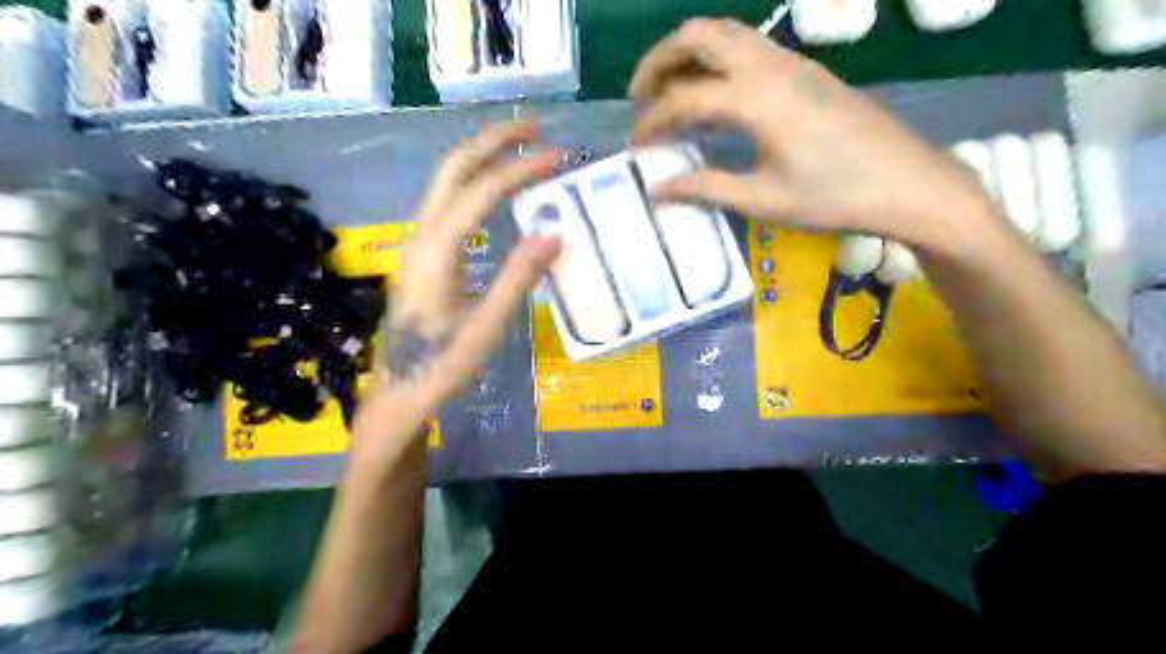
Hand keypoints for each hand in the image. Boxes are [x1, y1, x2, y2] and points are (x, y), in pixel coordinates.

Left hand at [351, 119, 559, 455]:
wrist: (399, 392)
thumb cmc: (444, 364)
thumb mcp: (488, 325)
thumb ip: (519, 277)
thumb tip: (555, 233)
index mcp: (436, 251)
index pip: (480, 192)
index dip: (520, 170)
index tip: (558, 157)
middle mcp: (421, 235)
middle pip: (452, 168)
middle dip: (493, 140)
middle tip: (537, 128)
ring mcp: (417, 242)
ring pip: (446, 180)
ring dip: (483, 156)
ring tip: (523, 148)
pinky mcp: (423, 253)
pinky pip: (449, 201)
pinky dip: (476, 181)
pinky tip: (499, 188)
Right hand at [630, 19, 1002, 258]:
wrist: (909, 183)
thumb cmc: (835, 197)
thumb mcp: (764, 200)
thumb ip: (706, 188)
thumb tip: (657, 189)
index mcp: (756, 100)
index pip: (684, 99)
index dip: (651, 122)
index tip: (636, 149)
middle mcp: (770, 66)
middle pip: (699, 36)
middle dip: (659, 61)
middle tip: (639, 98)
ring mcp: (791, 62)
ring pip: (725, 33)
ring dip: (687, 54)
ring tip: (668, 92)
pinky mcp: (806, 70)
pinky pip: (747, 47)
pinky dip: (715, 60)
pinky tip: (712, 96)